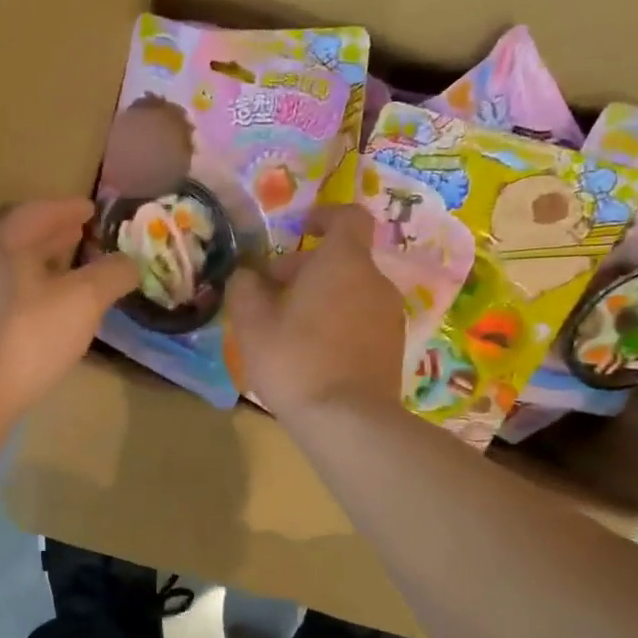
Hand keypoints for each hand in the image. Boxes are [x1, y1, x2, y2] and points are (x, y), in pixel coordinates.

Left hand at [0, 198, 138, 421]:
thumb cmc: (27, 338)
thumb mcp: (82, 301)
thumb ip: (111, 275)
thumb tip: (131, 261)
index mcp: (3, 244)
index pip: (38, 212)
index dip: (68, 208)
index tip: (92, 208)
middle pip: (22, 240)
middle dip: (56, 236)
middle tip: (85, 235)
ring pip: (14, 271)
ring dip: (45, 266)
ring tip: (74, 274)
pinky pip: (8, 299)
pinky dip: (34, 294)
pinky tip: (51, 314)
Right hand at [226, 202, 404, 419]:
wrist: (348, 422)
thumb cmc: (295, 360)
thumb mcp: (252, 323)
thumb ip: (245, 288)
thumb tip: (247, 274)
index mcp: (344, 262)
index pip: (349, 217)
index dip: (325, 215)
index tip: (300, 228)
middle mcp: (375, 281)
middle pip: (343, 259)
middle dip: (306, 268)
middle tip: (270, 295)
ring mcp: (389, 316)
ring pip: (351, 292)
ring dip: (321, 298)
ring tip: (286, 329)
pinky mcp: (392, 348)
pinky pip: (361, 320)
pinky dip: (337, 324)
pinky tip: (311, 354)